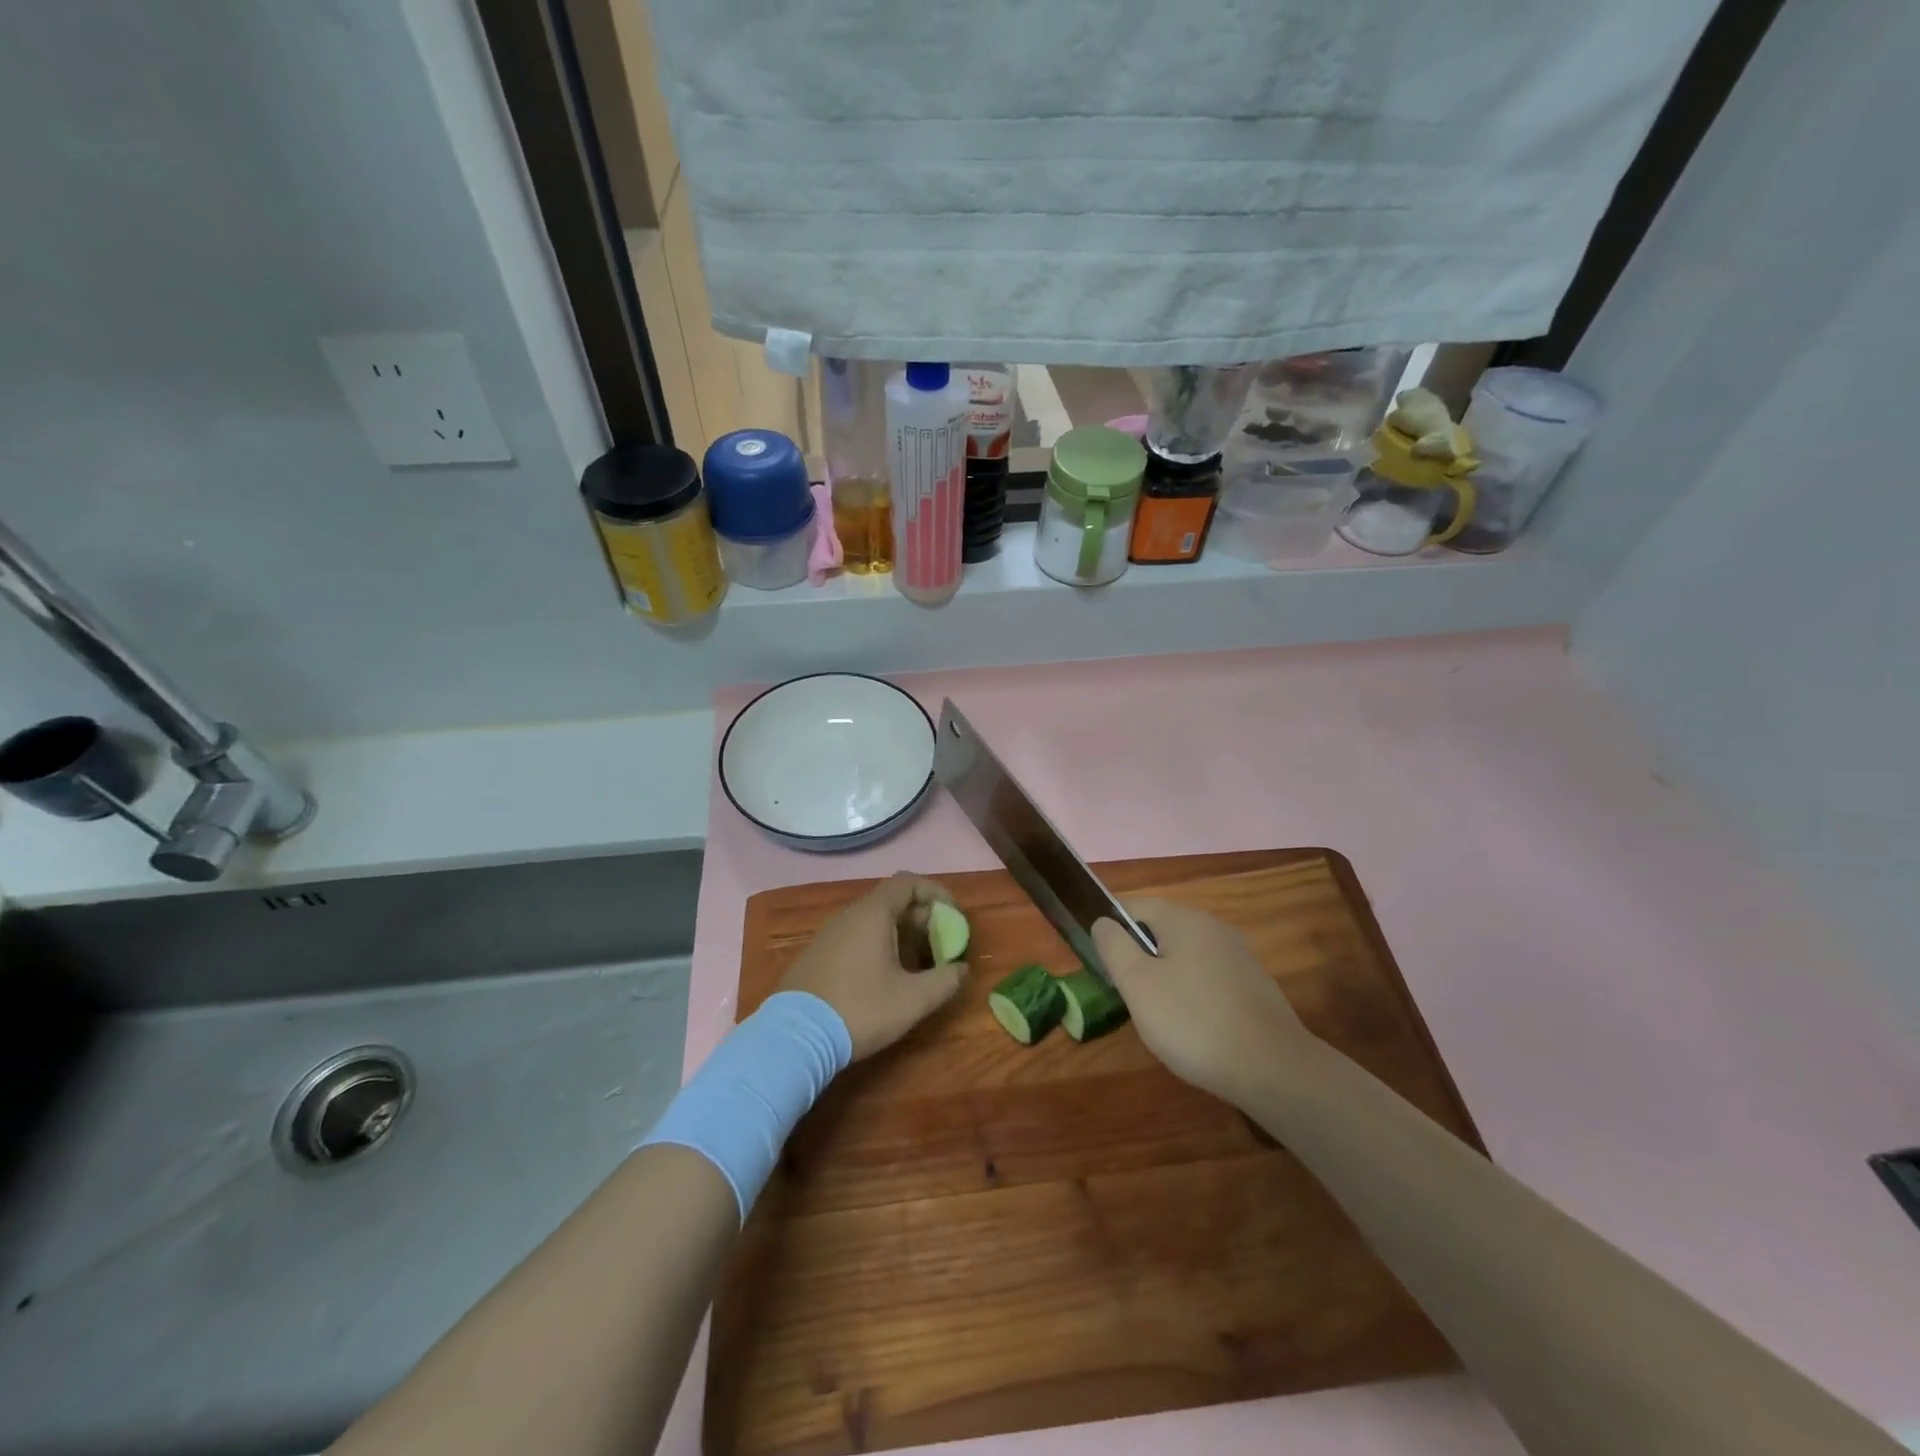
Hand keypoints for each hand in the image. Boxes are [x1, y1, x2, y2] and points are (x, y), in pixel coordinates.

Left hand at [779, 873, 965, 1059]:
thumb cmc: (860, 1009)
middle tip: (941, 948)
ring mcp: (830, 933)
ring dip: (902, 936)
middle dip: (923, 920)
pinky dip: (879, 946)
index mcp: (873, 913)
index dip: (936, 893)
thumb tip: (962, 969)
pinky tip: (886, 978)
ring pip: (874, 921)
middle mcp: (850, 914)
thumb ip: (945, 981)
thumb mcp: (913, 1000)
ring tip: (919, 966)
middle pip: (893, 901)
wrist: (795, 1038)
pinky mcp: (818, 954)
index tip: (954, 916)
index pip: (909, 882)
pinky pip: (857, 937)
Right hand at [1092, 898, 1312, 1106]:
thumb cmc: (1193, 1022)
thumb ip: (1114, 946)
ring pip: (1184, 955)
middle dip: (1138, 957)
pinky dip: (1192, 994)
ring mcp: (1237, 955)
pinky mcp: (1252, 984)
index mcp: (1183, 918)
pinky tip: (1193, 1027)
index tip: (1102, 965)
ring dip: (1164, 977)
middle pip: (1160, 930)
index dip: (1110, 930)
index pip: (1133, 906)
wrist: (1274, 1069)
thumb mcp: (1138, 984)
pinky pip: (1208, 977)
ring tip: (1156, 1015)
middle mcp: (1213, 926)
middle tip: (1126, 994)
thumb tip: (1103, 922)